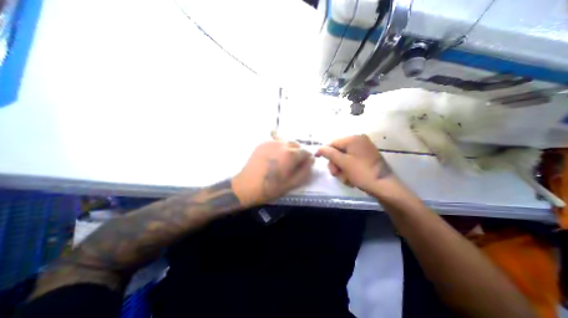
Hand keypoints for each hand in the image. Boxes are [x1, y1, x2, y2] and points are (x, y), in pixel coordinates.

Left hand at [230, 139, 312, 205]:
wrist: (247, 186)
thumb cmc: (270, 188)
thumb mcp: (292, 183)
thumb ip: (305, 171)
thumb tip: (311, 160)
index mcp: (291, 154)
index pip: (306, 152)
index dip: (307, 159)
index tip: (303, 165)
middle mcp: (282, 144)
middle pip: (296, 144)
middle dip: (298, 152)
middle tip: (293, 164)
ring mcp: (271, 142)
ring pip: (286, 142)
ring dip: (289, 149)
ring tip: (283, 160)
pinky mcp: (262, 143)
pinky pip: (275, 142)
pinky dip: (279, 147)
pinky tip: (274, 157)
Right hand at [315, 134, 395, 193]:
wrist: (385, 187)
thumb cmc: (362, 172)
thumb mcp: (343, 163)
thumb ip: (329, 153)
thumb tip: (319, 148)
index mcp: (354, 139)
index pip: (333, 143)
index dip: (324, 151)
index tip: (317, 158)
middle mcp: (359, 141)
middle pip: (338, 151)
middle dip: (335, 164)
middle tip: (336, 174)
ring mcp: (364, 150)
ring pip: (344, 159)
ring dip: (342, 170)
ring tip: (346, 179)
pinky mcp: (366, 158)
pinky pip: (352, 162)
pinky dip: (349, 171)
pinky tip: (352, 179)